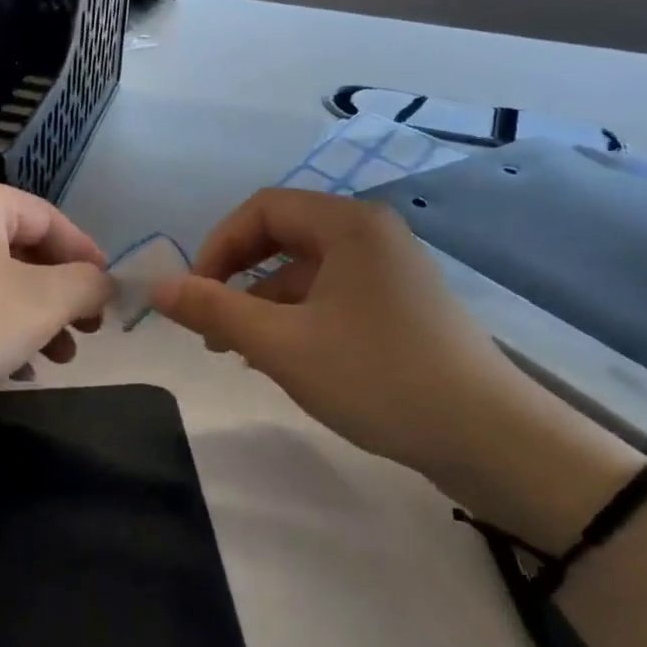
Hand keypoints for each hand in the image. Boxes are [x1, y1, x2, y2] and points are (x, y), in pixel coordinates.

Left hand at [0, 174, 113, 417]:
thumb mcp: (37, 305)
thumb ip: (85, 286)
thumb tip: (106, 282)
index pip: (52, 220)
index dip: (88, 259)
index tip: (111, 299)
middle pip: (21, 251)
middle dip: (59, 297)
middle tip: (85, 335)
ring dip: (29, 318)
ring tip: (55, 358)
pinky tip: (10, 368)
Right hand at [151, 189, 519, 473]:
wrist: (489, 438)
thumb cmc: (376, 376)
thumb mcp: (281, 344)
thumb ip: (214, 310)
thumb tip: (158, 287)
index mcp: (347, 224)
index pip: (262, 209)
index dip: (218, 245)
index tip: (196, 294)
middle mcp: (371, 234)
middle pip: (283, 236)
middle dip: (238, 277)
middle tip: (212, 324)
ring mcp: (391, 270)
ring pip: (306, 271)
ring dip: (265, 303)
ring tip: (241, 353)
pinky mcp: (402, 305)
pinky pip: (333, 295)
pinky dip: (299, 318)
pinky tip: (284, 359)